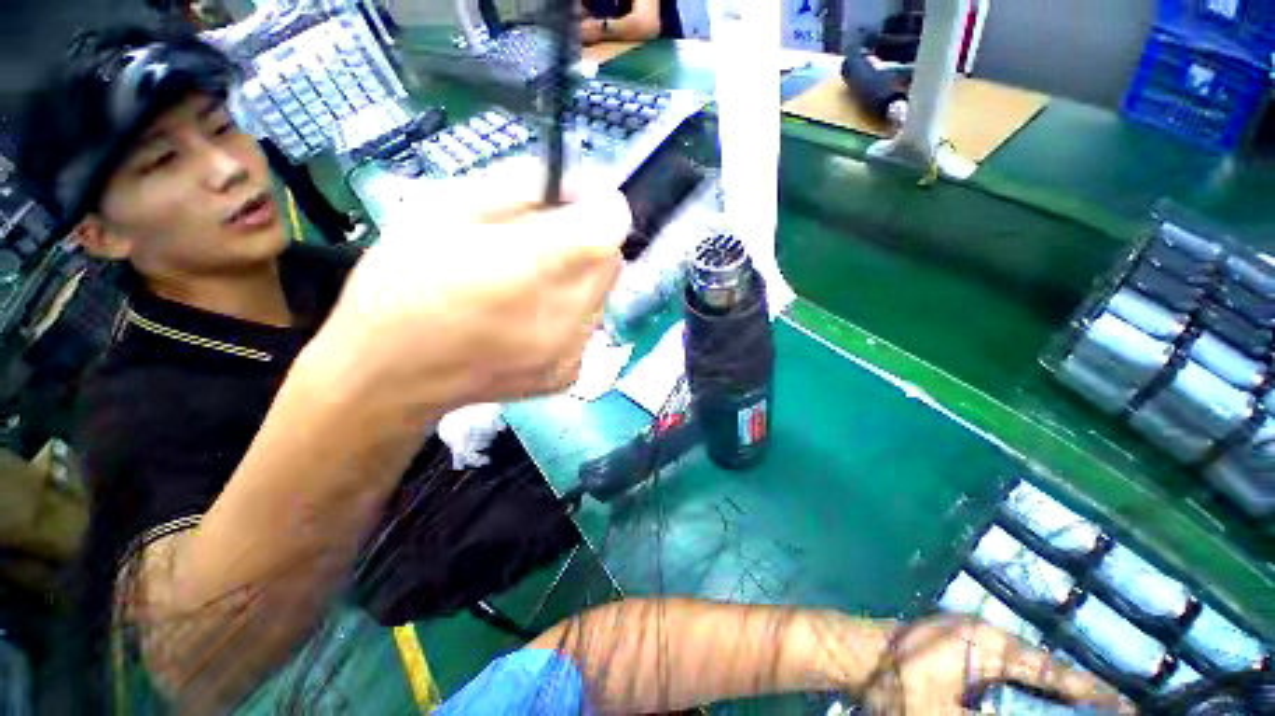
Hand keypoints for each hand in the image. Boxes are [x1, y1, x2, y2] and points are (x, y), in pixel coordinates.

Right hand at [315, 158, 629, 412]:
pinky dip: (570, 315)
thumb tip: (568, 186)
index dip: (601, 206)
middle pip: (610, 261)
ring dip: (578, 280)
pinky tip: (529, 321)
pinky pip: (587, 328)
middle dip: (587, 242)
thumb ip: (518, 187)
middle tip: (544, 242)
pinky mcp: (568, 374)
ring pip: (602, 295)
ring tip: (529, 286)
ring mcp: (571, 352)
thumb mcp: (445, 210)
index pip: (611, 226)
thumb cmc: (401, 288)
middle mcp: (565, 315)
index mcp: (531, 267)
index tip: (574, 203)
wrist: (389, 378)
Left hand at [861, 615, 1133, 713]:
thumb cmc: (897, 683)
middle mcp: (984, 634)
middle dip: (1076, 697)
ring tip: (1080, 713)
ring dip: (1050, 694)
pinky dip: (1023, 690)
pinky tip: (1033, 706)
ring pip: (1025, 671)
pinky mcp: (956, 648)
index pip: (1055, 671)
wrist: (852, 654)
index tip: (1128, 710)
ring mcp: (968, 638)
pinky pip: (1002, 672)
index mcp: (988, 643)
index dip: (1092, 694)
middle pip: (1044, 670)